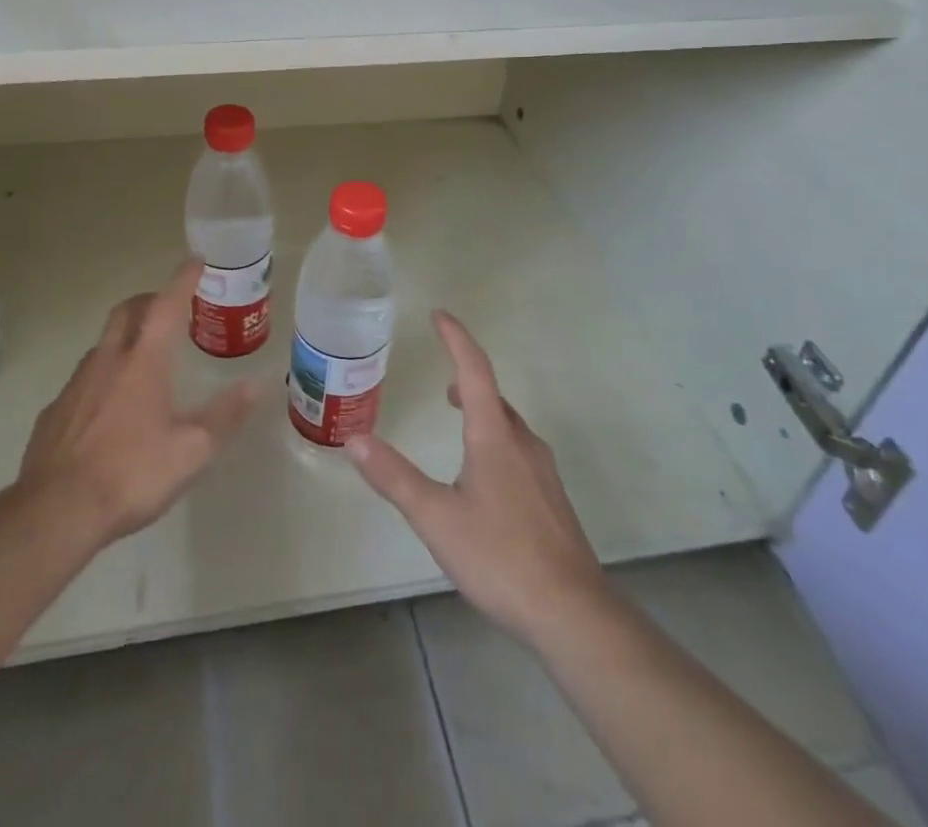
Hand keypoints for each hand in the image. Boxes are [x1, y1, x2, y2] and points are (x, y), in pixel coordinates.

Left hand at [16, 258, 261, 547]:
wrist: (55, 512)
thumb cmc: (131, 474)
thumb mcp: (192, 451)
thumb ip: (225, 415)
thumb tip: (257, 385)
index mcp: (144, 362)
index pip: (167, 305)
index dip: (183, 279)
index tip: (196, 260)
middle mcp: (108, 361)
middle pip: (127, 311)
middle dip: (149, 300)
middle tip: (168, 308)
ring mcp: (76, 384)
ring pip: (103, 343)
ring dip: (125, 337)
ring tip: (143, 358)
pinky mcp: (54, 411)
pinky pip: (83, 379)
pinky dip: (103, 376)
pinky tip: (110, 407)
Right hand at [347, 311, 607, 648]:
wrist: (573, 613)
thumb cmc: (500, 557)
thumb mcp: (435, 517)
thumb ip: (394, 477)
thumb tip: (354, 440)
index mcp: (494, 437)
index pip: (475, 370)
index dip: (456, 338)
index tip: (439, 315)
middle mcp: (522, 443)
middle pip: (493, 397)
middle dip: (468, 379)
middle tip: (444, 382)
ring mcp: (542, 471)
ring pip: (508, 425)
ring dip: (482, 411)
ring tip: (460, 420)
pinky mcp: (551, 499)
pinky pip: (519, 450)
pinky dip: (496, 439)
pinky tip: (485, 476)